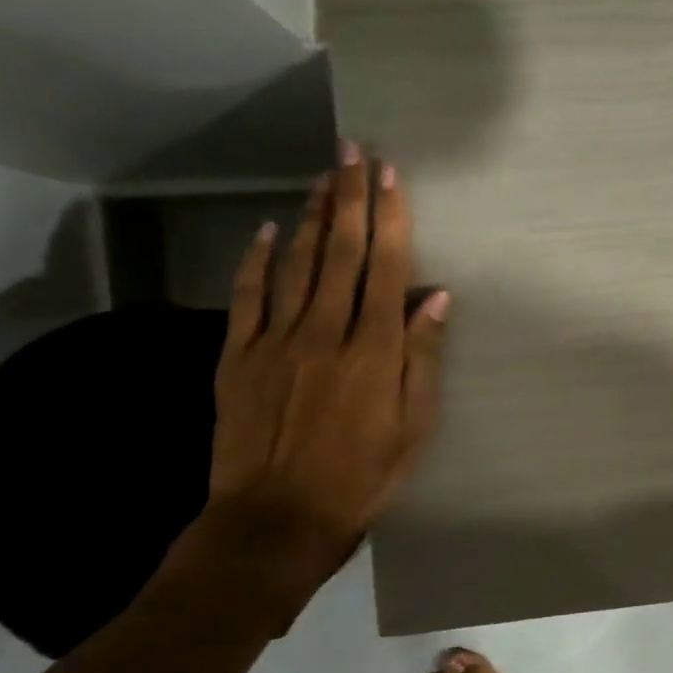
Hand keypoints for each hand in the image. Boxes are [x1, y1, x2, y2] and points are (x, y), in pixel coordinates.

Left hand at [200, 145, 449, 611]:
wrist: (275, 520)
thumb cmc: (362, 476)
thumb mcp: (414, 426)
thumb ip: (423, 358)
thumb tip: (436, 299)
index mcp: (374, 350)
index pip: (387, 268)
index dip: (391, 218)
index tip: (391, 177)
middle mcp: (325, 332)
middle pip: (341, 252)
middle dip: (350, 198)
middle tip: (354, 152)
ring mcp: (275, 341)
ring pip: (297, 264)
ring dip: (312, 216)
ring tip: (323, 176)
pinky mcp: (237, 357)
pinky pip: (247, 296)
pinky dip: (257, 260)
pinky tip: (267, 229)